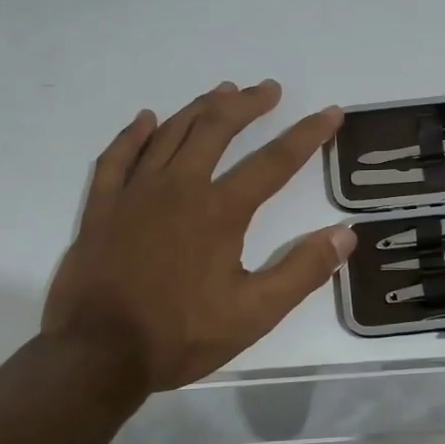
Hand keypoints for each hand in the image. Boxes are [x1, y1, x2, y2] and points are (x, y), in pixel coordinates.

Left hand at [42, 81, 352, 389]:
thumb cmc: (180, 335)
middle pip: (217, 129)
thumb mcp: (254, 313)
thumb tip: (346, 234)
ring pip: (171, 133)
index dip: (307, 134)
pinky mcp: (102, 207)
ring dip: (200, 108)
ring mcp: (135, 193)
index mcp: (220, 211)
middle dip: (247, 104)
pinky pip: (118, 156)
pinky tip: (147, 119)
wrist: (98, 354)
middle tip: (269, 89)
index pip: (274, 161)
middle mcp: (179, 187)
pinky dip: (134, 134)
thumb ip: (302, 271)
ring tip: (223, 91)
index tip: (330, 113)